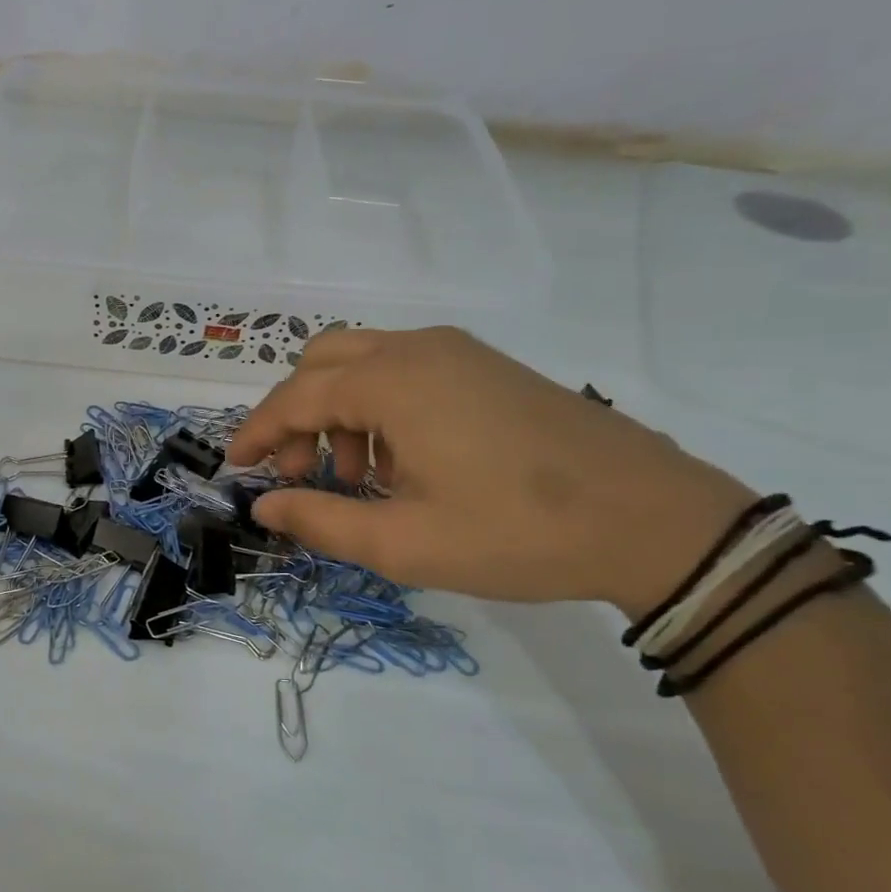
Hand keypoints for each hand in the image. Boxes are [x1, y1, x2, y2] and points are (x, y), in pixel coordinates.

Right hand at [227, 328, 753, 615]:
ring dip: (337, 412)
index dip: (257, 432)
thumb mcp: (404, 542)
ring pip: (364, 362)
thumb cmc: (517, 532)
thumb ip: (322, 520)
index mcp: (393, 382)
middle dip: (295, 416)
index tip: (236, 467)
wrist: (654, 518)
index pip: (295, 396)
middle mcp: (419, 349)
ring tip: (354, 478)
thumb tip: (265, 505)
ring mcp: (459, 352)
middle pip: (322, 361)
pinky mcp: (487, 367)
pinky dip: (378, 406)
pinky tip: (401, 461)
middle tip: (301, 475)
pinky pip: (406, 370)